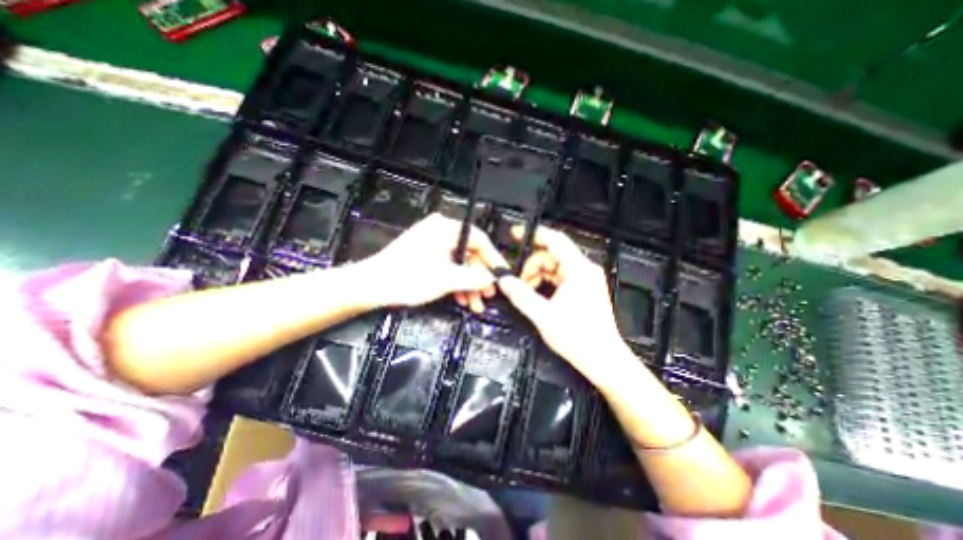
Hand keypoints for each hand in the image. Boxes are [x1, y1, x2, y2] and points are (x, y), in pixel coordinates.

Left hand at [358, 213, 505, 309]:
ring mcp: (432, 241)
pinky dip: (455, 281)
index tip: (501, 275)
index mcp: (446, 228)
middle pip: (470, 253)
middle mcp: (440, 230)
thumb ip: (475, 278)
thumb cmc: (406, 277)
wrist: (373, 285)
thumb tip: (492, 279)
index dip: (493, 260)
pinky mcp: (426, 253)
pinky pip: (448, 265)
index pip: (480, 240)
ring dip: (468, 283)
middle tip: (487, 294)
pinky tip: (460, 296)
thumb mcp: (448, 279)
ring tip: (474, 302)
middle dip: (479, 278)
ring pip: (459, 262)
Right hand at [496, 224, 636, 391]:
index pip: (554, 240)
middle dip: (531, 266)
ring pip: (553, 266)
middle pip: (550, 255)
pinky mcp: (583, 288)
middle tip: (519, 282)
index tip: (516, 235)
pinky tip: (538, 295)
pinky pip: (559, 276)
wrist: (601, 358)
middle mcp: (584, 270)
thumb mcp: (543, 315)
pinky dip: (545, 282)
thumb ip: (520, 295)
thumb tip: (504, 281)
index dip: (533, 234)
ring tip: (528, 292)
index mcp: (579, 270)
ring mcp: (585, 279)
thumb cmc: (581, 339)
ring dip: (537, 276)